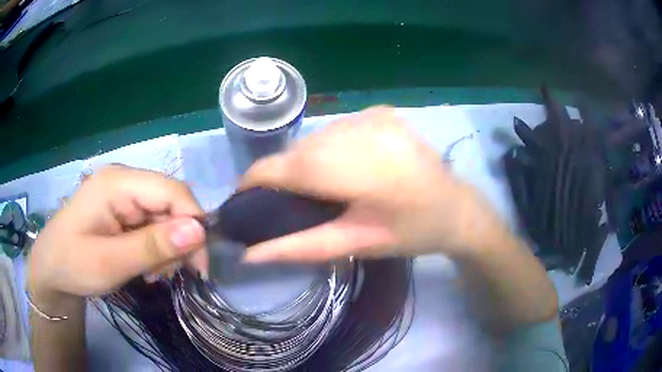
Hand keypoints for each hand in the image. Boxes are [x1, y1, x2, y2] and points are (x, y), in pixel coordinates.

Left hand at [27, 165, 207, 299]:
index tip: (198, 266)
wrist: (51, 269)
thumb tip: (199, 231)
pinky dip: (156, 249)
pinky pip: (153, 224)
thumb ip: (152, 246)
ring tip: (150, 274)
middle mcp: (124, 181)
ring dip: (166, 248)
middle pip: (170, 203)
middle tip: (165, 275)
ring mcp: (124, 194)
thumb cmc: (72, 264)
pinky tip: (145, 266)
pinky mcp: (124, 209)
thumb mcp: (110, 262)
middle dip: (177, 242)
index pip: (172, 190)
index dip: (193, 223)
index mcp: (117, 183)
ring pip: (165, 216)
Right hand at [241, 106, 509, 262]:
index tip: (243, 199)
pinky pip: (336, 128)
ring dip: (307, 160)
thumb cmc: (410, 234)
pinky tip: (345, 165)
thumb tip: (249, 254)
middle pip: (298, 150)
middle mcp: (360, 129)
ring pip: (315, 137)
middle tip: (288, 201)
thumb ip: (299, 248)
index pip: (284, 166)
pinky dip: (329, 147)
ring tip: (320, 186)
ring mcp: (372, 115)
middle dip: (284, 175)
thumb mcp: (355, 245)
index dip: (255, 181)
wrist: (456, 208)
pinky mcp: (380, 111)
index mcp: (357, 167)